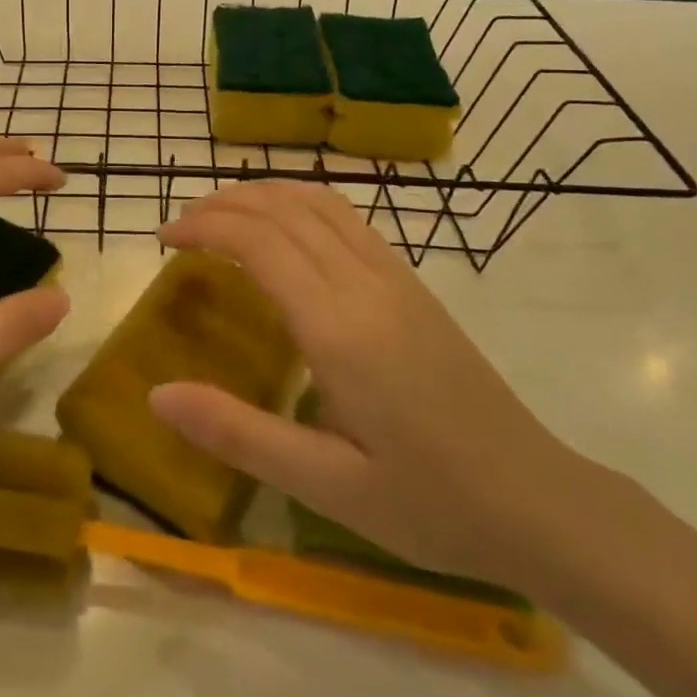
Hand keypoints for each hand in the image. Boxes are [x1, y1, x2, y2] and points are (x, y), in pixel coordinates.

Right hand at [150, 181, 587, 589]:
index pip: (259, 242)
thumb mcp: (325, 485)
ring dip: (264, 194)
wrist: (540, 502)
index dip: (205, 227)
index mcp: (339, 328)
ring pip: (321, 202)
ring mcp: (396, 278)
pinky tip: (286, 228)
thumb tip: (157, 394)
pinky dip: (301, 203)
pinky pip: (348, 218)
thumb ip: (238, 434)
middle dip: (224, 203)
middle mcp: (366, 285)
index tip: (163, 238)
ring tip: (221, 213)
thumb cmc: (429, 503)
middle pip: (285, 209)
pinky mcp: (414, 285)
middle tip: (180, 226)